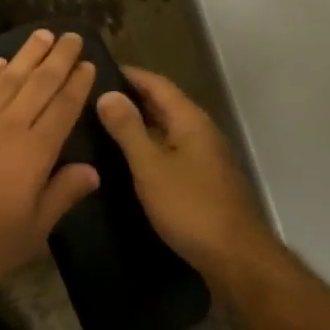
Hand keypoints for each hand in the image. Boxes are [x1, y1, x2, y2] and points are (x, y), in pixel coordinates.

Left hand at [0, 30, 100, 296]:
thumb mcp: (32, 232)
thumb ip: (62, 195)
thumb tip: (92, 170)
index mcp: (33, 154)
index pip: (62, 110)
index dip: (76, 85)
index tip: (88, 63)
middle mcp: (7, 127)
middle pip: (38, 85)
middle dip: (58, 59)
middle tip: (72, 36)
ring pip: (6, 79)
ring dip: (26, 55)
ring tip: (42, 35)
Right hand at [96, 66, 268, 282]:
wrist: (237, 259)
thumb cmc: (190, 207)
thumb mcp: (150, 166)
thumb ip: (128, 129)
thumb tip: (107, 94)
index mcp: (190, 120)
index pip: (156, 83)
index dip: (128, 74)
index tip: (96, 70)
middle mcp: (201, 131)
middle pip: (163, 103)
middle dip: (130, 97)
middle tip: (91, 98)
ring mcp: (206, 156)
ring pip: (167, 128)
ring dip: (138, 123)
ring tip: (102, 125)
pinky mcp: (204, 180)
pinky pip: (171, 150)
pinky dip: (149, 146)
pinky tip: (128, 159)